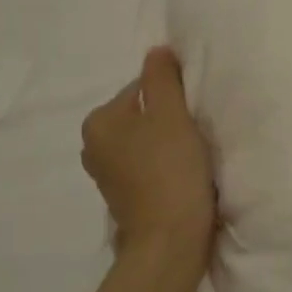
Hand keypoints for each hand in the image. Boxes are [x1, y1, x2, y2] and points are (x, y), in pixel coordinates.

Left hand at [81, 47, 215, 263]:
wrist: (170, 241)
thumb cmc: (170, 170)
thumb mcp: (171, 113)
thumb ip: (162, 77)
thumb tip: (157, 51)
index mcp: (99, 121)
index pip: (142, 88)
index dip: (174, 95)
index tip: (195, 113)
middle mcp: (94, 147)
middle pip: (143, 116)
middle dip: (170, 120)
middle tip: (198, 133)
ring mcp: (107, 176)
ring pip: (146, 143)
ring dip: (170, 144)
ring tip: (195, 156)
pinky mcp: (125, 199)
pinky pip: (148, 168)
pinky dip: (166, 167)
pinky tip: (186, 176)